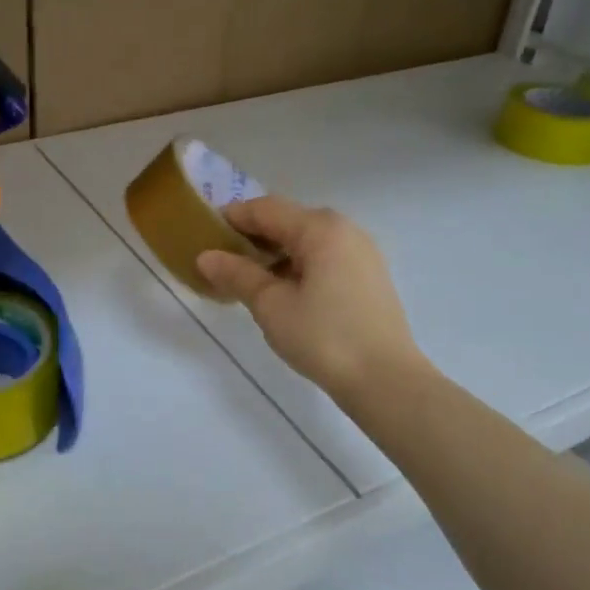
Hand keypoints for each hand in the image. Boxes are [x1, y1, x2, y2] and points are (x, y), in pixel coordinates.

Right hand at [197, 196, 424, 398]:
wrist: (386, 380)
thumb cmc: (323, 337)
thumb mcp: (271, 306)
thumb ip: (237, 275)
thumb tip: (205, 256)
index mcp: (320, 228)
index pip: (265, 209)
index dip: (231, 218)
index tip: (203, 235)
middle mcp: (345, 229)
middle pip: (288, 221)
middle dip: (253, 237)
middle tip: (222, 261)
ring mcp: (361, 252)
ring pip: (307, 240)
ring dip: (275, 253)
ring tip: (248, 280)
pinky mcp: (369, 276)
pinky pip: (325, 257)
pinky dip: (298, 266)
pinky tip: (282, 292)